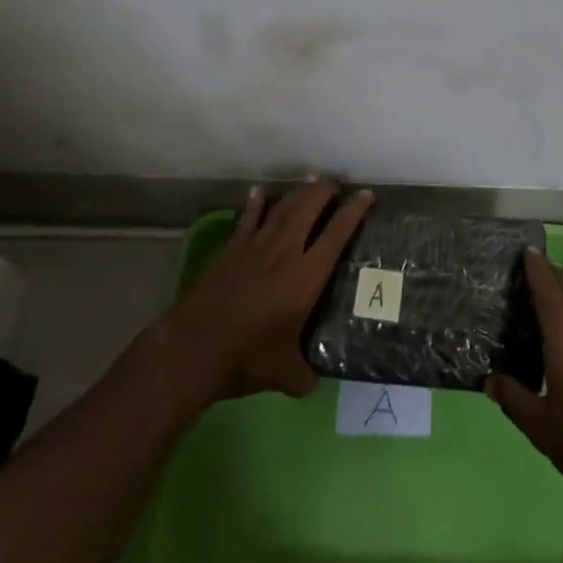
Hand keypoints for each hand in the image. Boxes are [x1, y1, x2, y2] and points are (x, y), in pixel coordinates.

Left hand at [155, 179, 372, 401]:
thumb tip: (314, 381)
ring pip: (283, 208)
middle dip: (326, 191)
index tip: (366, 196)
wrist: (195, 348)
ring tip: (310, 181)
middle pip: (310, 207)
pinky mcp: (231, 249)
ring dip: (298, 192)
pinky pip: (248, 218)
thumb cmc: (248, 358)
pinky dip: (256, 203)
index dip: (354, 211)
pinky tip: (259, 192)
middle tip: (336, 185)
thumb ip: (305, 375)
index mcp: (307, 276)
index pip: (338, 233)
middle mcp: (286, 251)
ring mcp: (256, 246)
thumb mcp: (286, 376)